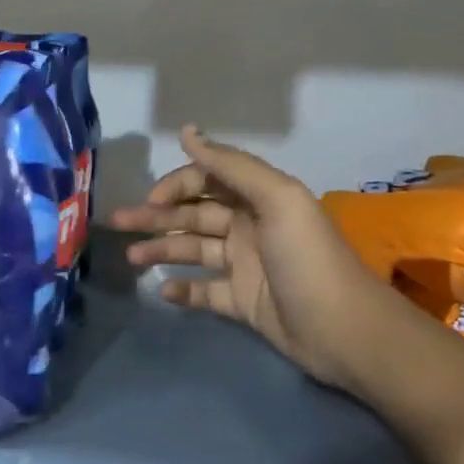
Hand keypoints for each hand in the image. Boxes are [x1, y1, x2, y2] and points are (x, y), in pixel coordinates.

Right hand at [110, 126, 386, 394]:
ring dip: (161, 250)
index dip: (177, 184)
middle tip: (118, 223)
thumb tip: (187, 131)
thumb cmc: (307, 258)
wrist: (345, 331)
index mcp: (259, 199)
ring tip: (131, 258)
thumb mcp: (277, 199)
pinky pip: (204, 291)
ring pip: (193, 250)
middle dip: (156, 216)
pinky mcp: (243, 302)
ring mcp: (244, 266)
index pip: (208, 180)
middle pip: (193, 215)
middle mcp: (249, 227)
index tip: (151, 198)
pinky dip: (182, 290)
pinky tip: (162, 291)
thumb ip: (230, 165)